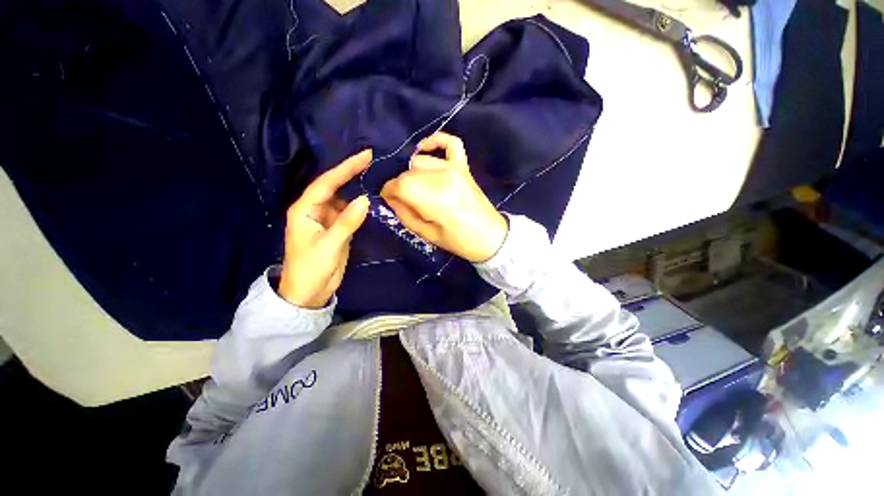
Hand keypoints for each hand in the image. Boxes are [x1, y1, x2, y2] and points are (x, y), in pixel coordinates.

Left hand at [278, 150, 371, 307]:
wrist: (309, 292)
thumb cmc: (312, 268)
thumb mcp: (330, 245)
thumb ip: (347, 222)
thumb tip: (365, 199)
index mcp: (305, 209)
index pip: (327, 183)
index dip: (346, 168)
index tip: (365, 156)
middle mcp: (315, 210)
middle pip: (334, 187)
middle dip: (351, 173)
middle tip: (372, 160)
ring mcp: (327, 220)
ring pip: (343, 199)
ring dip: (357, 189)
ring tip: (375, 177)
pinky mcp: (337, 230)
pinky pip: (349, 213)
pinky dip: (360, 207)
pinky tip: (371, 201)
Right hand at [380, 132, 507, 262]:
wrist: (489, 237)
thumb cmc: (458, 241)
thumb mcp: (426, 234)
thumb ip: (404, 214)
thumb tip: (390, 198)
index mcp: (435, 198)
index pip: (400, 185)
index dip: (389, 192)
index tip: (389, 200)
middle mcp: (443, 177)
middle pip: (408, 173)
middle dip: (400, 186)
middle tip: (404, 201)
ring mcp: (455, 168)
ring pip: (421, 161)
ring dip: (413, 174)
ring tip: (418, 189)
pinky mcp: (464, 166)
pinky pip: (450, 143)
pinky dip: (435, 142)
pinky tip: (425, 150)